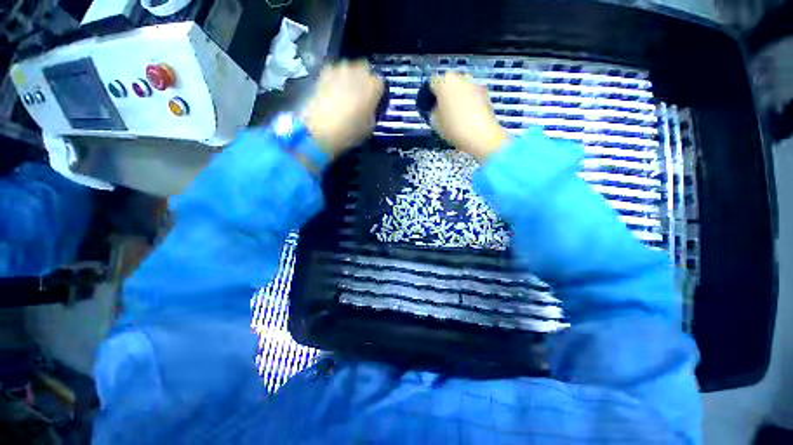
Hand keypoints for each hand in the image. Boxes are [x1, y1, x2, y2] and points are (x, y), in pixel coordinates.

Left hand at [303, 60, 384, 157]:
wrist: (320, 129)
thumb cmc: (350, 131)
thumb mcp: (370, 126)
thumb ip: (373, 112)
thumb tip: (370, 107)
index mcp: (374, 86)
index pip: (381, 84)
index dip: (378, 93)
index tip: (375, 103)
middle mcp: (359, 71)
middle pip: (365, 70)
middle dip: (364, 80)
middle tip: (360, 96)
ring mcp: (340, 69)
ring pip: (349, 69)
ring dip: (349, 78)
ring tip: (345, 94)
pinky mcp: (324, 72)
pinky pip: (335, 72)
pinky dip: (336, 79)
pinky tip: (333, 92)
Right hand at [430, 73, 509, 160]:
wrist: (481, 136)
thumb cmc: (454, 128)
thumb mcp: (435, 122)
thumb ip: (433, 111)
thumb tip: (435, 108)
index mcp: (444, 82)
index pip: (432, 83)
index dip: (429, 95)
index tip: (429, 107)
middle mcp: (460, 78)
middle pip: (448, 83)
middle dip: (444, 95)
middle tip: (441, 111)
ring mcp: (474, 84)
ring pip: (461, 89)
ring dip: (457, 98)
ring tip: (455, 115)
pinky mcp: (485, 94)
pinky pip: (471, 96)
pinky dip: (468, 103)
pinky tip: (467, 117)